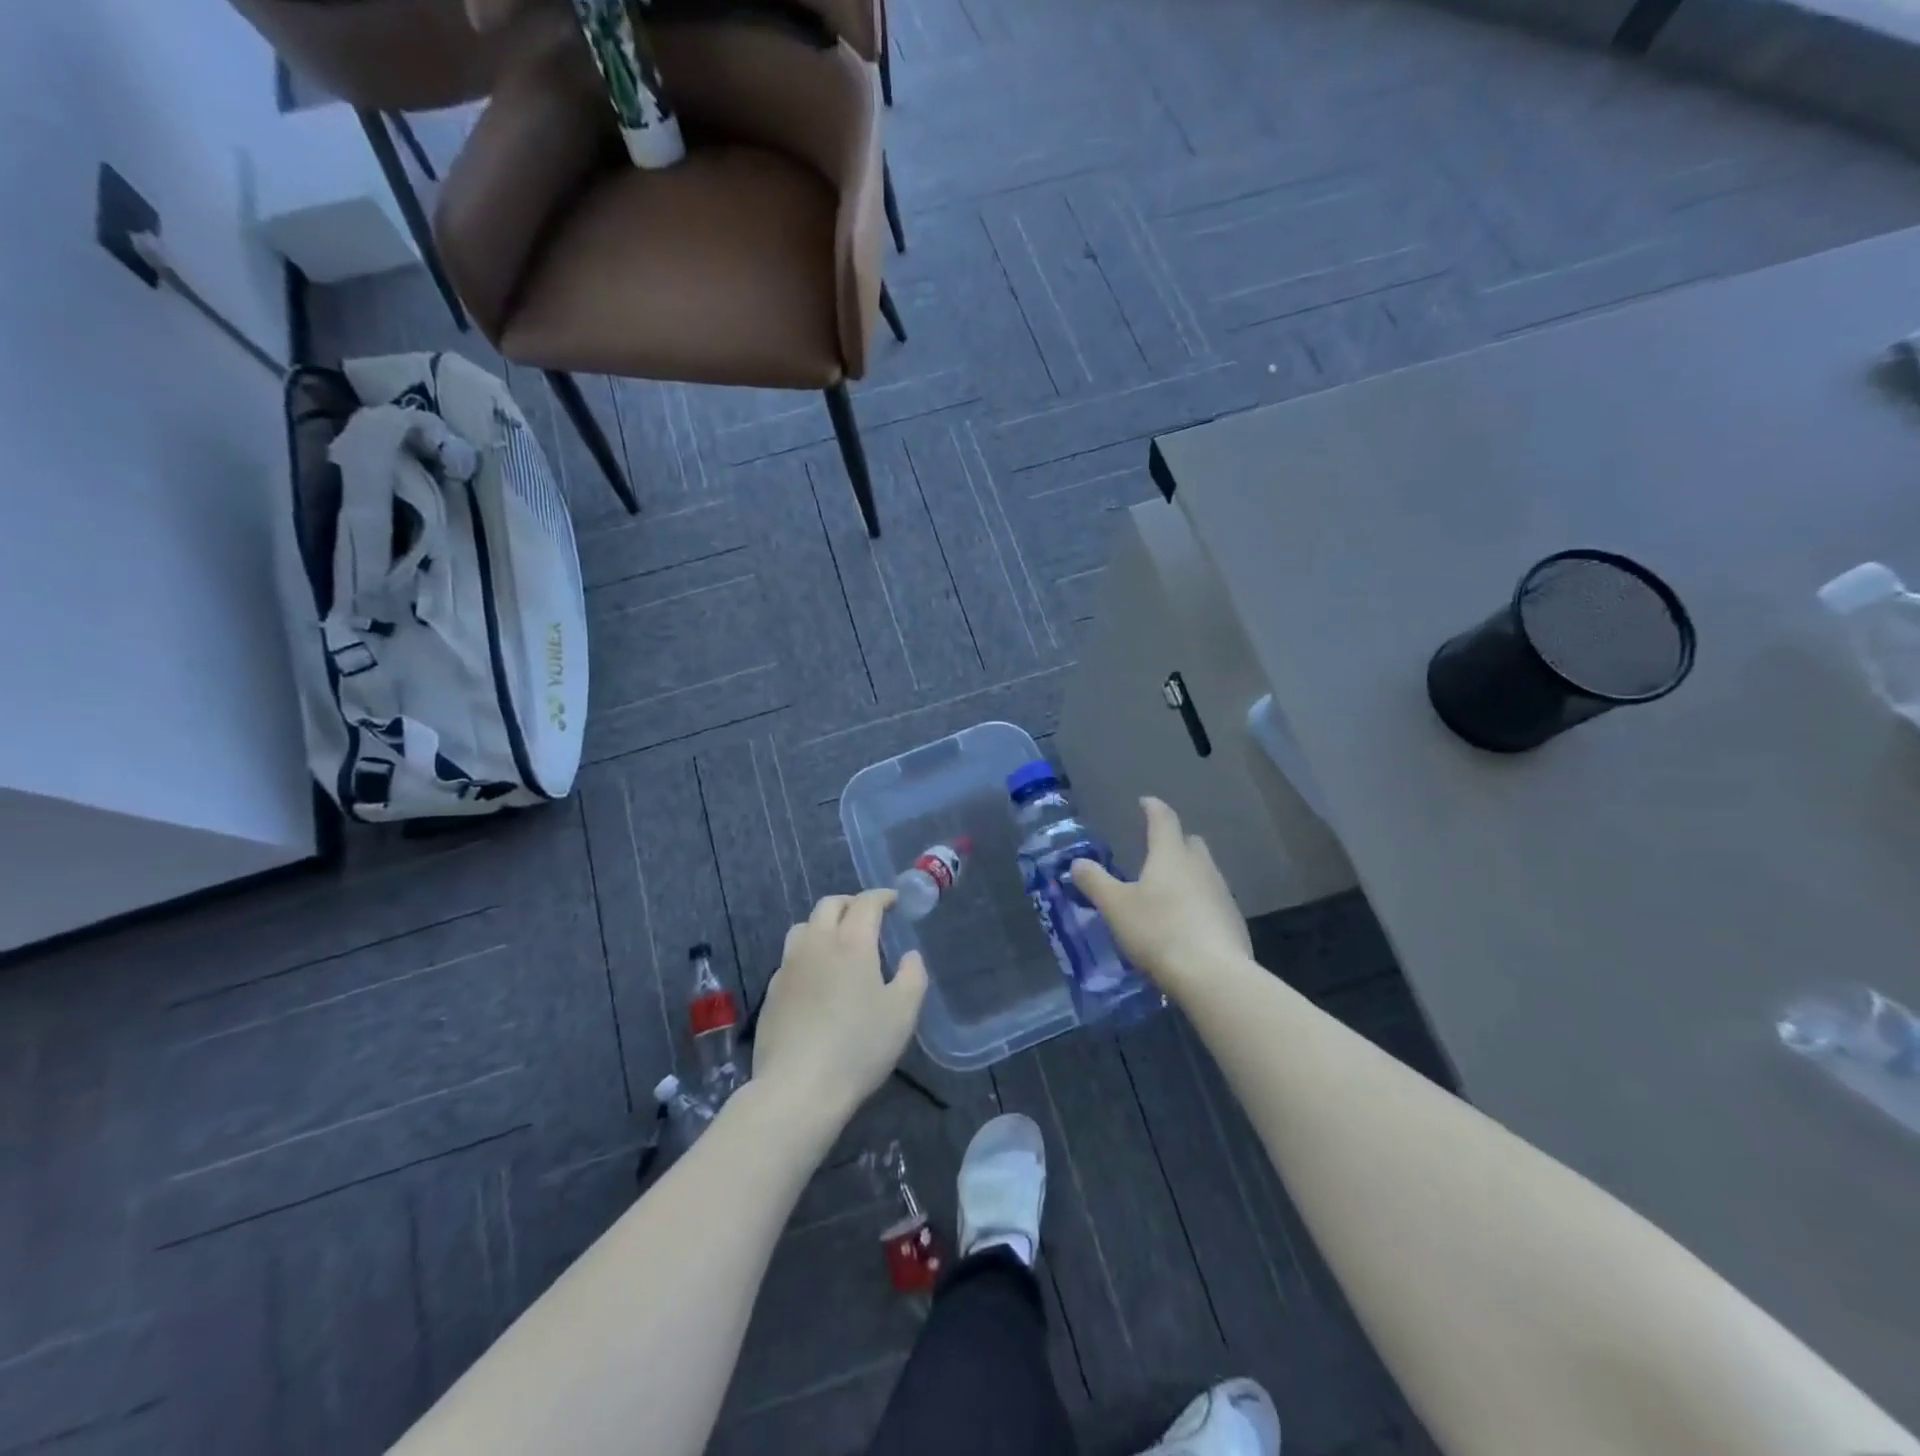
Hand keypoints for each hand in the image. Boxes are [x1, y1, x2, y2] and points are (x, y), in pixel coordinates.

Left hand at [750, 890, 927, 1124]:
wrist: (797, 1087)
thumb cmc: (858, 1047)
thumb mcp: (903, 1013)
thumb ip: (913, 976)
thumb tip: (910, 955)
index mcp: (851, 943)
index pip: (865, 903)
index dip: (882, 896)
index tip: (894, 901)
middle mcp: (816, 944)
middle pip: (829, 905)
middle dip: (851, 903)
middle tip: (867, 916)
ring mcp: (788, 966)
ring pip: (804, 927)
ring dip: (824, 923)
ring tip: (838, 941)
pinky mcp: (771, 991)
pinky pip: (790, 957)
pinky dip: (807, 953)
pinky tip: (816, 977)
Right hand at [1072, 797, 1251, 995]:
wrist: (1213, 975)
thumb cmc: (1158, 931)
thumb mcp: (1115, 907)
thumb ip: (1095, 882)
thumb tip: (1078, 862)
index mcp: (1170, 855)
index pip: (1163, 820)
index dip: (1153, 808)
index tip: (1145, 802)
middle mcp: (1200, 867)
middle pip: (1190, 843)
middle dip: (1175, 841)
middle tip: (1157, 850)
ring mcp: (1221, 893)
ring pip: (1204, 872)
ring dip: (1188, 874)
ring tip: (1168, 890)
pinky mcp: (1233, 921)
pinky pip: (1212, 900)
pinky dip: (1199, 902)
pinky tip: (1186, 923)